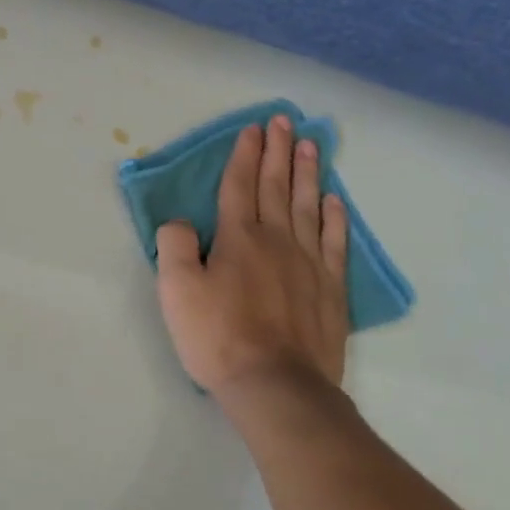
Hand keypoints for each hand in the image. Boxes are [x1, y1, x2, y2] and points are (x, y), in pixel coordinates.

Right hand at [155, 116, 349, 396]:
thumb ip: (174, 246)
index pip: (240, 185)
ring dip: (307, 174)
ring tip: (311, 146)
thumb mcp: (176, 290)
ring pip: (307, 207)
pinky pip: (333, 244)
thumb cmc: (218, 337)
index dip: (245, 155)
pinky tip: (334, 202)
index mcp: (237, 237)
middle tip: (284, 121)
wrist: (277, 388)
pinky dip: (334, 219)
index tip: (254, 128)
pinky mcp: (331, 290)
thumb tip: (182, 222)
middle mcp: (275, 240)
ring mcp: (308, 264)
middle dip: (278, 151)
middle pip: (276, 186)